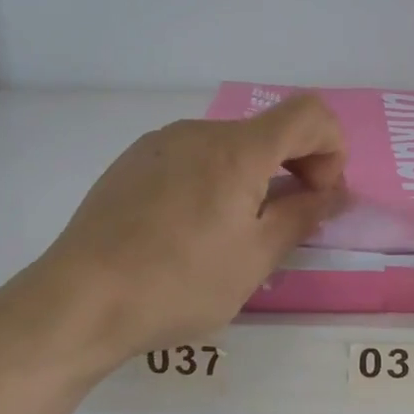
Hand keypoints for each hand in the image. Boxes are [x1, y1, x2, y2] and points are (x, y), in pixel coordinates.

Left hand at [22, 95, 347, 364]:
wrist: (80, 299)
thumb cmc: (179, 283)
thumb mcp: (254, 259)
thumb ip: (302, 217)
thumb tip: (333, 194)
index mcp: (237, 150)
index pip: (309, 114)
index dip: (331, 150)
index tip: (317, 198)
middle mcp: (198, 132)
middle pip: (268, 131)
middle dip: (294, 168)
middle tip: (285, 224)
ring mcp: (159, 143)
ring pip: (228, 146)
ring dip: (252, 178)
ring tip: (231, 234)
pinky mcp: (131, 162)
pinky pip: (191, 158)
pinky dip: (213, 181)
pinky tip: (188, 230)